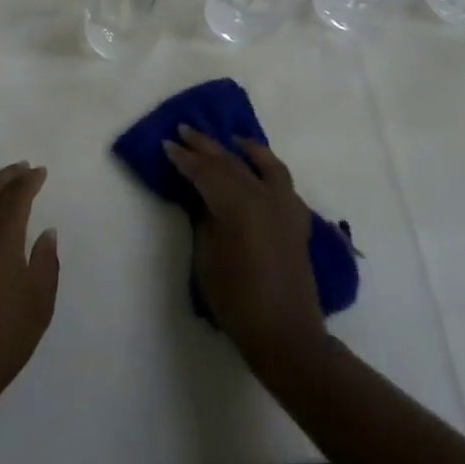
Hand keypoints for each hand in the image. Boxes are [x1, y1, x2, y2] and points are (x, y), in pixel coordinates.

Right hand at [164, 127, 327, 374]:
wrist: (284, 333)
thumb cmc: (235, 299)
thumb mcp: (207, 256)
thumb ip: (204, 219)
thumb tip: (202, 198)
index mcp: (238, 205)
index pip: (205, 172)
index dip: (184, 158)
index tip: (167, 144)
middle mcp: (264, 197)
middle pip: (231, 164)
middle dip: (206, 147)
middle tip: (185, 130)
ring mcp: (285, 207)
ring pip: (263, 165)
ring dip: (244, 149)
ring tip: (230, 138)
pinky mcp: (296, 220)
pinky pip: (282, 182)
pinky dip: (269, 168)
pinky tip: (260, 168)